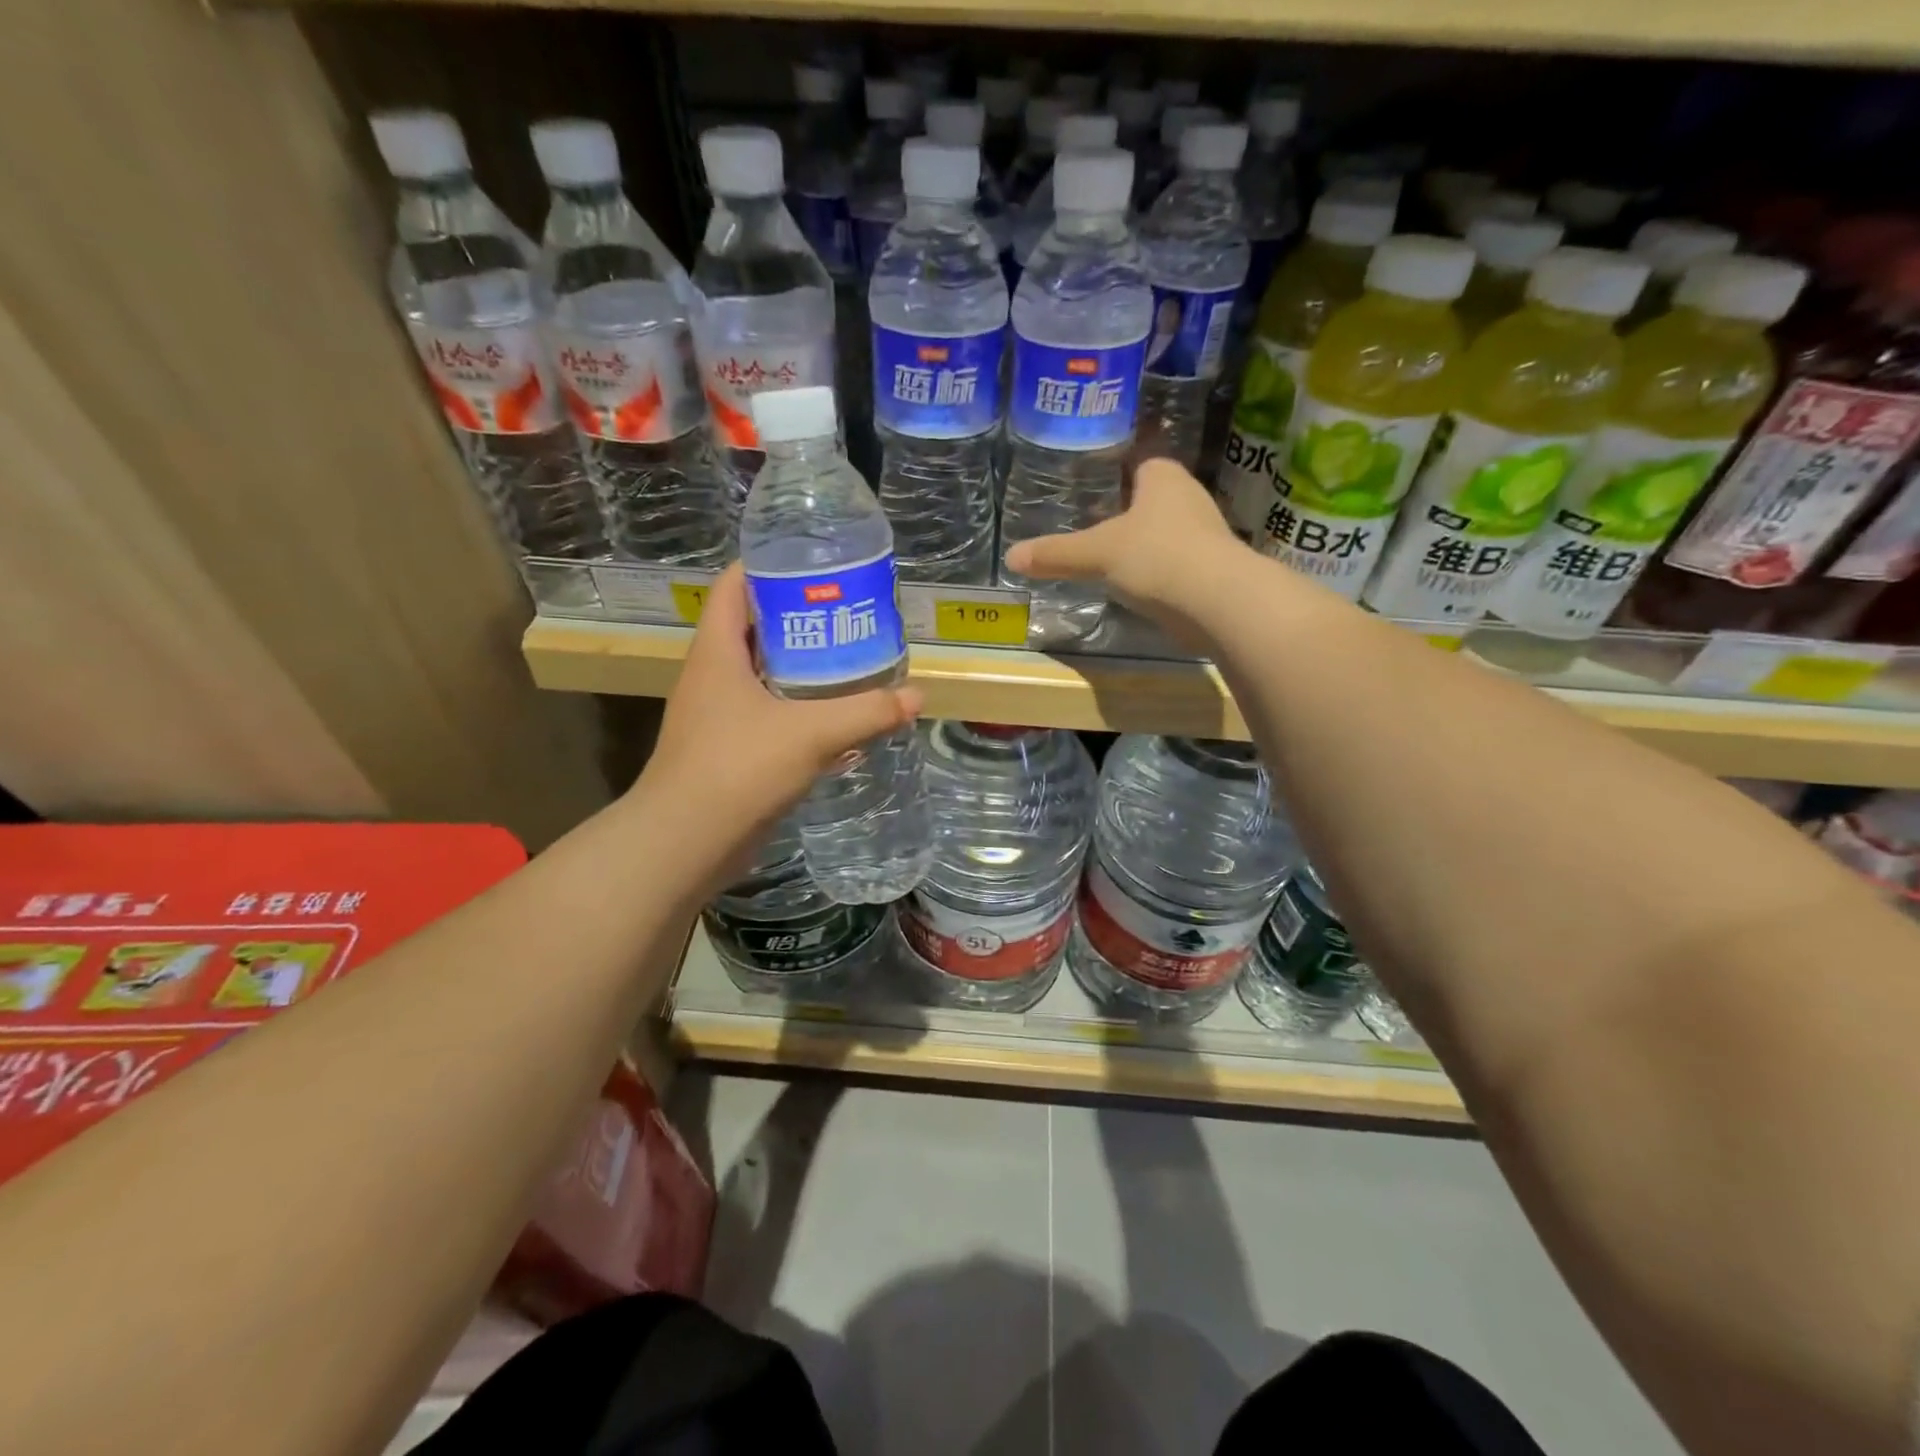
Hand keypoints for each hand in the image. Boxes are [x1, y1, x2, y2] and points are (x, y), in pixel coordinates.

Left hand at [633, 564, 921, 886]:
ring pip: (763, 675)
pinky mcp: (728, 750)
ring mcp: (717, 715)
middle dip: (800, 618)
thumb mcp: (811, 733)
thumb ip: (867, 712)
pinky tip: (834, 718)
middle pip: (754, 628)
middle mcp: (712, 676)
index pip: (733, 586)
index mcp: (717, 652)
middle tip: (848, 614)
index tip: (814, 561)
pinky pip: (767, 715)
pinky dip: (798, 709)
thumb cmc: (738, 768)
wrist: (686, 842)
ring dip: (801, 667)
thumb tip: (916, 696)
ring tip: (849, 660)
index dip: (768, 565)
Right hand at [1004, 458, 1244, 639]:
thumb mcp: (1096, 554)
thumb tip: (1011, 557)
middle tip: (1097, 528)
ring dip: (1148, 545)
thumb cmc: (1155, 556)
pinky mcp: (1214, 569)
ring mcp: (1207, 535)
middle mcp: (1190, 497)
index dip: (1120, 474)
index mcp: (1164, 478)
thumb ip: (1056, 555)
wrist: (1216, 601)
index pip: (1142, 463)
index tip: (1096, 492)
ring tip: (1115, 562)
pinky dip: (1162, 573)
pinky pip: (1179, 564)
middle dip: (1132, 513)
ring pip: (1169, 533)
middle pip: (1155, 499)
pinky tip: (1142, 589)